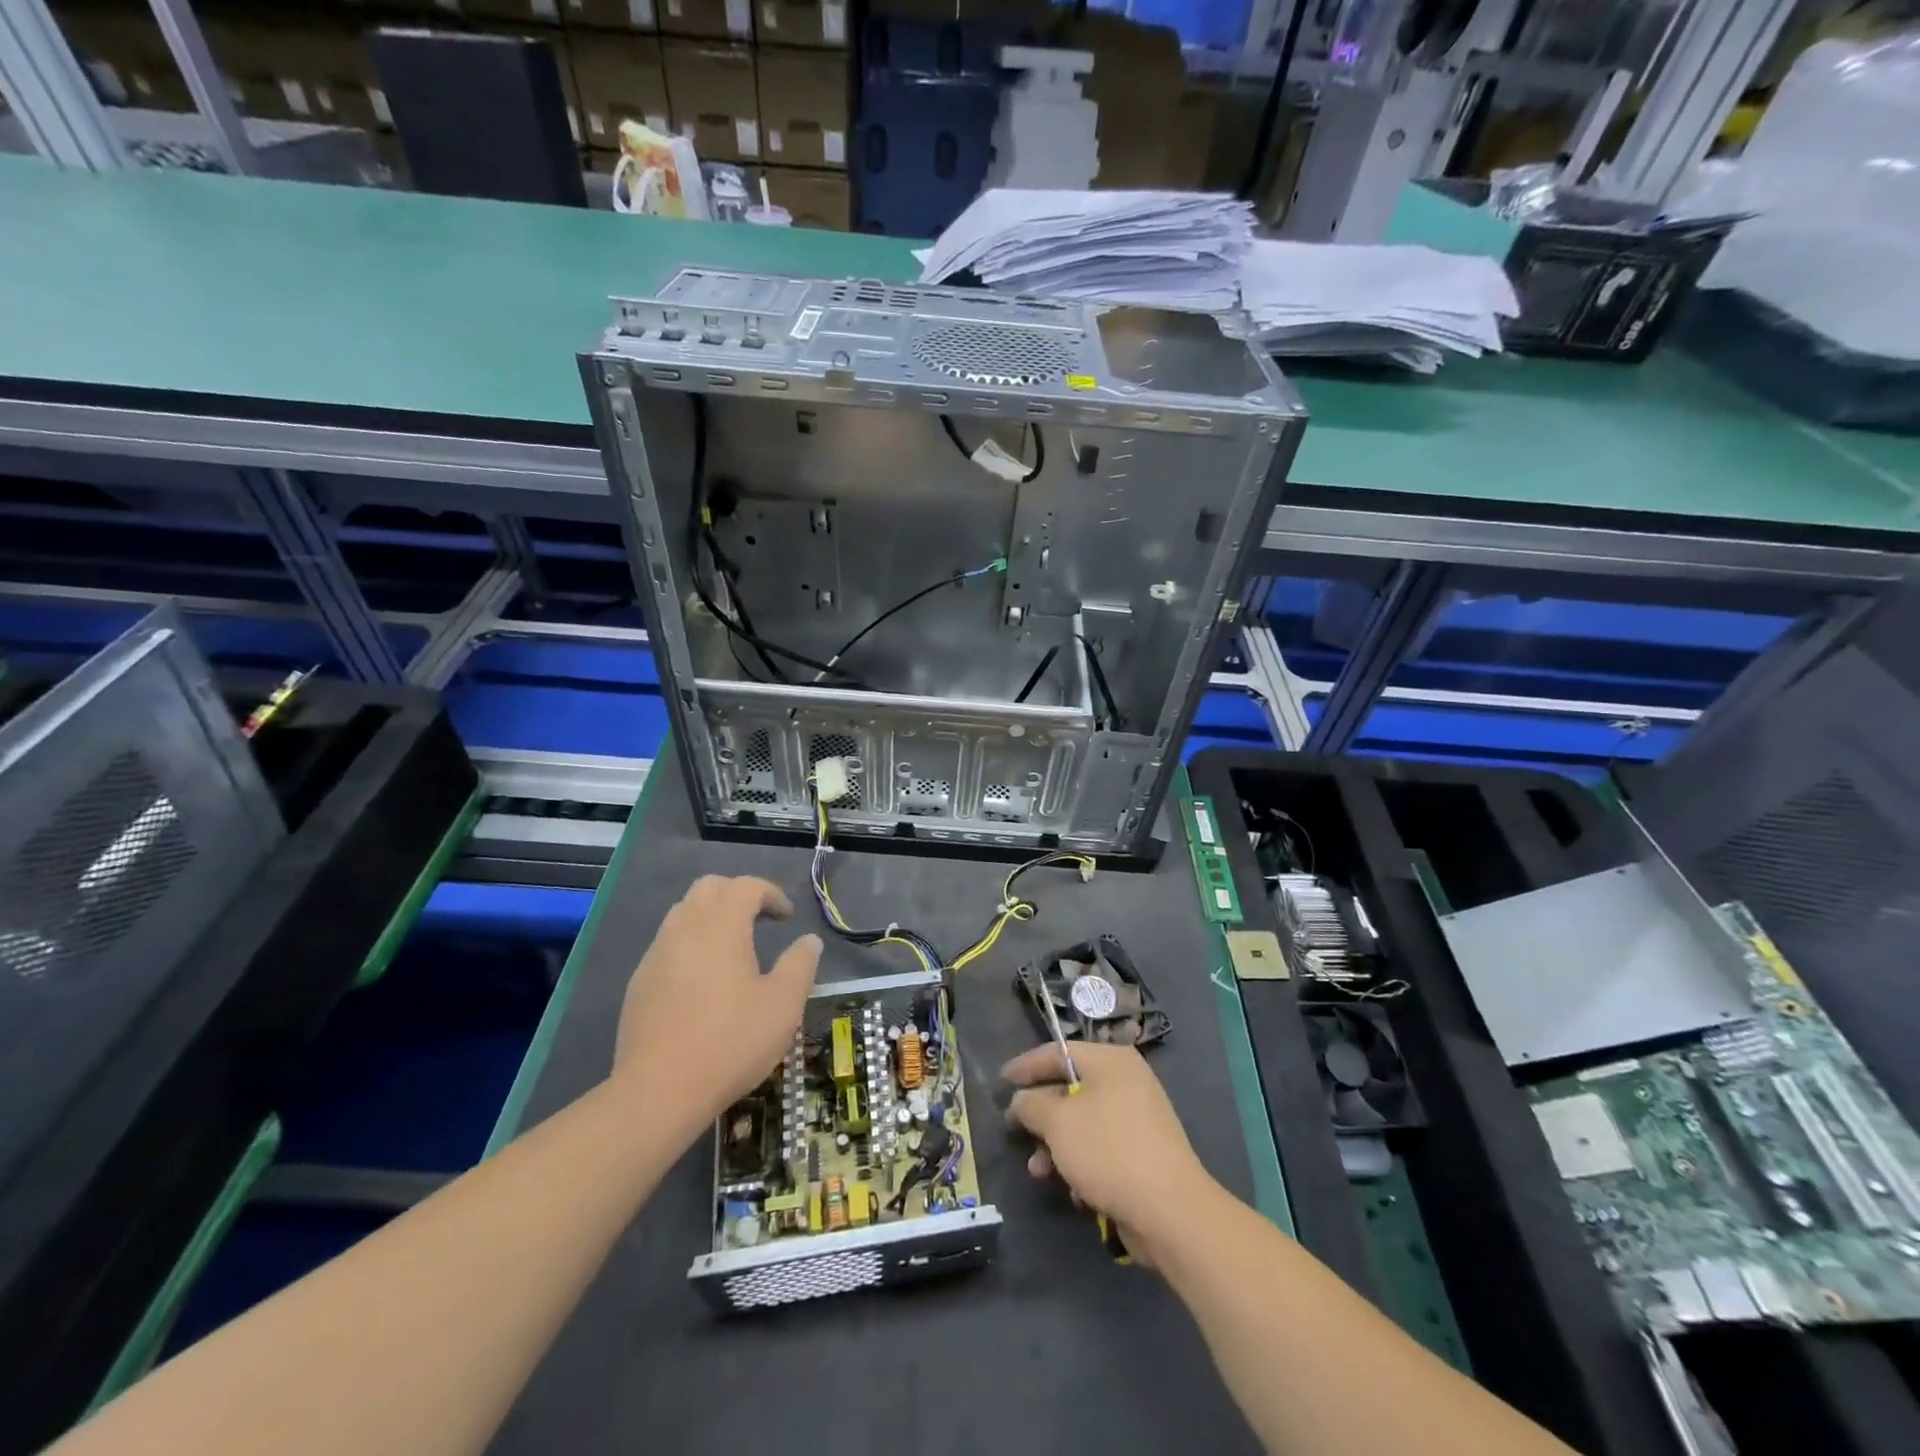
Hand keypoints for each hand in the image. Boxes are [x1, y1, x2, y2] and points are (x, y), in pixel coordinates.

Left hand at [614, 875, 820, 1127]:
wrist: (658, 1091)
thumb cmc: (731, 1042)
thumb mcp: (783, 1005)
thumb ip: (800, 965)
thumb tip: (809, 941)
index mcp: (721, 926)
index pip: (745, 886)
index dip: (771, 893)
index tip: (787, 918)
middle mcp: (684, 928)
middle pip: (709, 888)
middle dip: (737, 895)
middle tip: (760, 921)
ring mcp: (656, 955)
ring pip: (684, 913)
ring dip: (711, 918)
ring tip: (733, 949)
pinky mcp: (639, 983)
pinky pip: (668, 944)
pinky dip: (691, 944)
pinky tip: (703, 981)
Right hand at [1004, 1041, 1216, 1265]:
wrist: (1171, 1211)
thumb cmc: (1109, 1151)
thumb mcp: (1058, 1122)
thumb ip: (1031, 1105)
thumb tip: (1021, 1100)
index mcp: (1111, 1061)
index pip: (1059, 1051)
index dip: (1026, 1066)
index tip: (1001, 1082)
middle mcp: (1127, 1081)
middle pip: (1070, 1089)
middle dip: (1041, 1116)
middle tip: (1015, 1131)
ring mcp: (1138, 1118)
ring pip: (1083, 1124)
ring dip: (1056, 1147)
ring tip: (1039, 1172)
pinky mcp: (1143, 1154)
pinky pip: (1101, 1149)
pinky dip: (1082, 1165)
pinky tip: (1075, 1191)